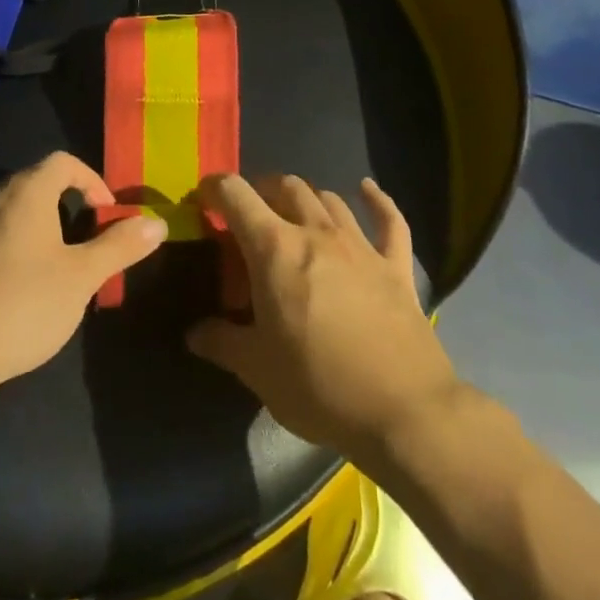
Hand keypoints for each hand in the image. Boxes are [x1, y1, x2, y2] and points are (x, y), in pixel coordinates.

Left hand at [0, 152, 166, 390]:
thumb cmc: (25, 302)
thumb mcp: (82, 276)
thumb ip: (120, 246)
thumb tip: (157, 223)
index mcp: (27, 191)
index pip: (63, 162)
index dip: (92, 181)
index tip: (107, 215)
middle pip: (39, 182)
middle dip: (71, 203)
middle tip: (91, 239)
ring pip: (17, 210)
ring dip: (45, 226)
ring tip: (64, 264)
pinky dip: (20, 244)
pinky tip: (28, 286)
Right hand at [187, 174, 457, 460]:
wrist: (404, 413)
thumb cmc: (319, 386)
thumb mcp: (256, 369)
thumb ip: (221, 342)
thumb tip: (194, 333)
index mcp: (274, 249)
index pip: (235, 194)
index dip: (214, 188)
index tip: (204, 199)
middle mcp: (316, 232)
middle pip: (285, 186)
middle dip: (261, 191)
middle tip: (250, 217)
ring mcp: (361, 246)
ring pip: (328, 198)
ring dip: (306, 198)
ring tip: (295, 215)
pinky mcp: (396, 267)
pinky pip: (390, 221)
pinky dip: (377, 201)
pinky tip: (368, 190)